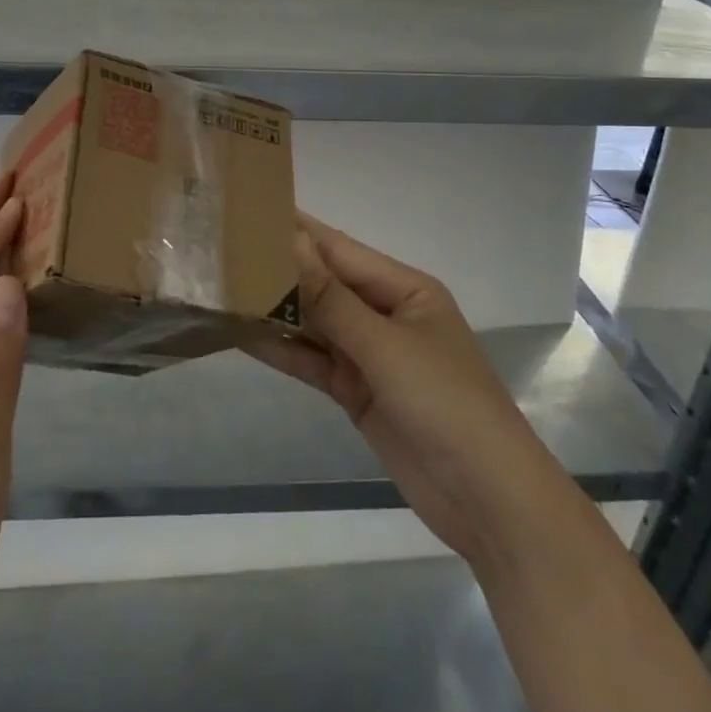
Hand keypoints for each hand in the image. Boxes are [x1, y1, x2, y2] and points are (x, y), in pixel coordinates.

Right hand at [253, 213, 542, 564]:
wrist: (488, 502)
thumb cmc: (446, 404)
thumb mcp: (385, 346)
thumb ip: (331, 298)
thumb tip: (291, 242)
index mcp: (404, 289)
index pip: (339, 249)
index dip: (296, 230)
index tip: (249, 209)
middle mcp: (384, 314)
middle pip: (323, 284)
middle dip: (279, 269)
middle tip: (222, 249)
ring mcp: (370, 355)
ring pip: (314, 323)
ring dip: (275, 310)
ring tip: (222, 288)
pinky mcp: (357, 391)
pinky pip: (313, 361)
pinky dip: (283, 350)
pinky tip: (243, 336)